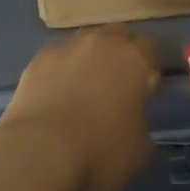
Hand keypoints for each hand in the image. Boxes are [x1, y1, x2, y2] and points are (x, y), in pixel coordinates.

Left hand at [0, 25, 159, 190]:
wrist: (39, 152)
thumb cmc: (99, 152)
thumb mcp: (138, 154)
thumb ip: (144, 131)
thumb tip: (138, 127)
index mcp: (134, 58)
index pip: (150, 49)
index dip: (149, 69)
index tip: (146, 91)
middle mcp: (102, 42)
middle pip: (118, 36)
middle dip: (121, 54)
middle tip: (118, 85)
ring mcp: (68, 46)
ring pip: (86, 42)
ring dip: (90, 58)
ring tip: (85, 89)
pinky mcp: (39, 58)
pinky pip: (58, 58)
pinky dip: (61, 70)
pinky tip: (57, 94)